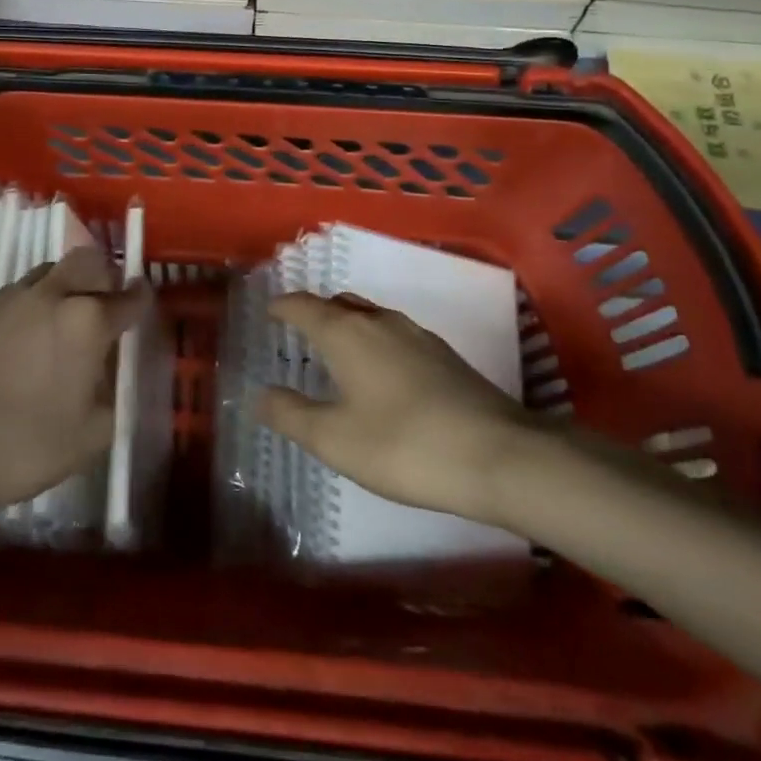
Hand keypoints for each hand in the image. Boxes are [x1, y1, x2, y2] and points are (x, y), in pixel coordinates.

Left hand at [0, 246, 151, 526]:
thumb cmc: (24, 447)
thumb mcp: (91, 436)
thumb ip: (113, 395)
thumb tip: (110, 374)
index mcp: (87, 322)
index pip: (129, 297)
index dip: (141, 299)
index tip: (143, 304)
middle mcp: (51, 295)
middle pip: (87, 260)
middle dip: (103, 276)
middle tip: (102, 305)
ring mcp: (9, 298)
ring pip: (48, 272)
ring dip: (63, 288)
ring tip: (58, 325)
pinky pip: (14, 294)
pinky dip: (28, 307)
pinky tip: (19, 342)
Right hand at [257, 293, 544, 527]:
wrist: (500, 456)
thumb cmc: (404, 445)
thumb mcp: (334, 439)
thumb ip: (291, 415)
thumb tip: (260, 395)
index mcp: (346, 333)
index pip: (303, 305)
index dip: (282, 306)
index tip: (269, 312)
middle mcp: (379, 322)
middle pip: (339, 304)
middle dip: (315, 312)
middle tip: (299, 332)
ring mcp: (417, 336)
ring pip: (370, 317)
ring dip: (348, 326)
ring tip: (337, 352)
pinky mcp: (445, 356)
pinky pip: (395, 335)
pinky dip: (375, 343)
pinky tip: (382, 374)